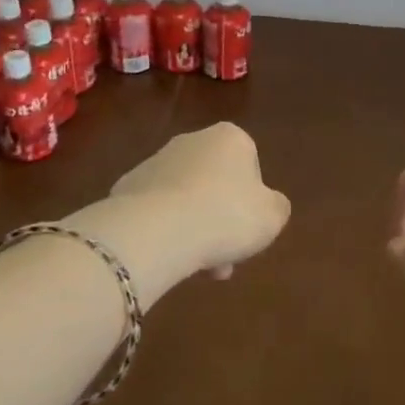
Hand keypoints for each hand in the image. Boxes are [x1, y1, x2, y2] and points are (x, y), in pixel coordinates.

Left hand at [103, 122, 290, 287]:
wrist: (158, 229)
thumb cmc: (226, 216)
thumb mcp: (272, 216)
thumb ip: (276, 206)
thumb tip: (268, 205)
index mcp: (230, 138)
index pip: (250, 166)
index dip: (252, 201)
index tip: (249, 230)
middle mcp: (191, 140)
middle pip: (215, 183)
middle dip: (221, 219)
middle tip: (226, 256)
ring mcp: (155, 161)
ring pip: (186, 199)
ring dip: (195, 228)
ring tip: (198, 266)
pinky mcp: (128, 185)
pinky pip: (157, 210)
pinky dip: (165, 229)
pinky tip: (169, 254)